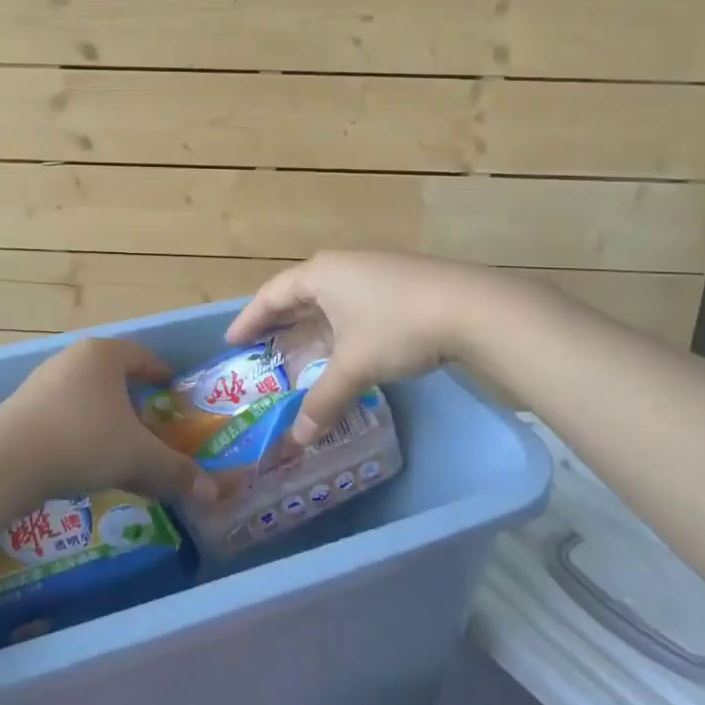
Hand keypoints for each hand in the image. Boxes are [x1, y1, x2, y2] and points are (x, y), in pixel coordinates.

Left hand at [0, 339, 219, 505]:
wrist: (7, 461)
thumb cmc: (84, 440)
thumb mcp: (138, 456)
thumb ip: (175, 471)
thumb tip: (212, 491)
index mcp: (104, 355)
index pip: (141, 356)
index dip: (161, 374)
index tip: (174, 391)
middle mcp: (73, 360)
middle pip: (114, 379)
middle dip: (136, 405)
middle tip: (154, 428)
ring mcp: (43, 384)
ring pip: (89, 402)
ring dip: (109, 425)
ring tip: (123, 452)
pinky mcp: (23, 411)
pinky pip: (65, 418)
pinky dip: (84, 437)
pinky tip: (89, 466)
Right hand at [226, 251, 493, 443]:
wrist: (472, 307)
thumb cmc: (399, 328)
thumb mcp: (356, 367)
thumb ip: (324, 400)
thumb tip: (299, 439)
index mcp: (319, 274)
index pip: (270, 295)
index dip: (248, 320)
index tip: (231, 342)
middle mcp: (340, 265)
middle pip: (296, 293)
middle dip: (276, 321)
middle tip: (258, 348)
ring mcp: (371, 269)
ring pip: (326, 297)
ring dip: (308, 322)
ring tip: (295, 348)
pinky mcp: (396, 280)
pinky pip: (350, 300)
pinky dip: (335, 322)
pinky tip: (342, 342)